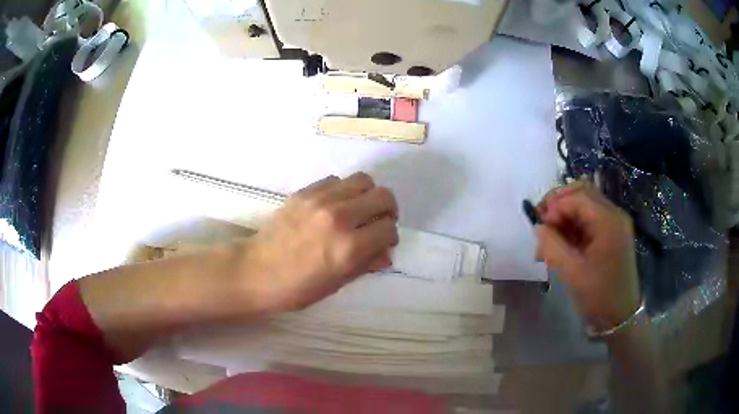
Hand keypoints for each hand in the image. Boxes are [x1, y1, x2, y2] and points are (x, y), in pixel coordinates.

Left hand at [243, 173, 398, 312]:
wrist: (256, 271)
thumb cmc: (297, 288)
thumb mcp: (336, 284)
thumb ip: (366, 264)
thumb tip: (387, 253)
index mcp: (349, 247)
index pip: (388, 228)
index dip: (390, 236)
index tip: (383, 242)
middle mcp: (339, 217)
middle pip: (383, 196)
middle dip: (388, 209)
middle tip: (378, 221)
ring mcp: (320, 200)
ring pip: (363, 180)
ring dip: (367, 195)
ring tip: (358, 210)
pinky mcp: (304, 192)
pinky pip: (335, 180)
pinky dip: (343, 190)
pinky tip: (334, 205)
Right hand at [535, 181, 640, 330]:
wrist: (621, 316)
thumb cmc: (599, 296)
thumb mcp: (572, 273)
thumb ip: (552, 246)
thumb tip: (538, 226)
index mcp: (608, 221)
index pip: (577, 197)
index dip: (554, 206)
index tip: (538, 227)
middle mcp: (614, 215)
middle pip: (582, 193)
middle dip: (558, 205)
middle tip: (542, 225)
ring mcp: (614, 224)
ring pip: (584, 205)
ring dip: (564, 217)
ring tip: (548, 241)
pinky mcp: (612, 234)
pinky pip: (589, 220)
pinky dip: (573, 227)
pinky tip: (561, 245)